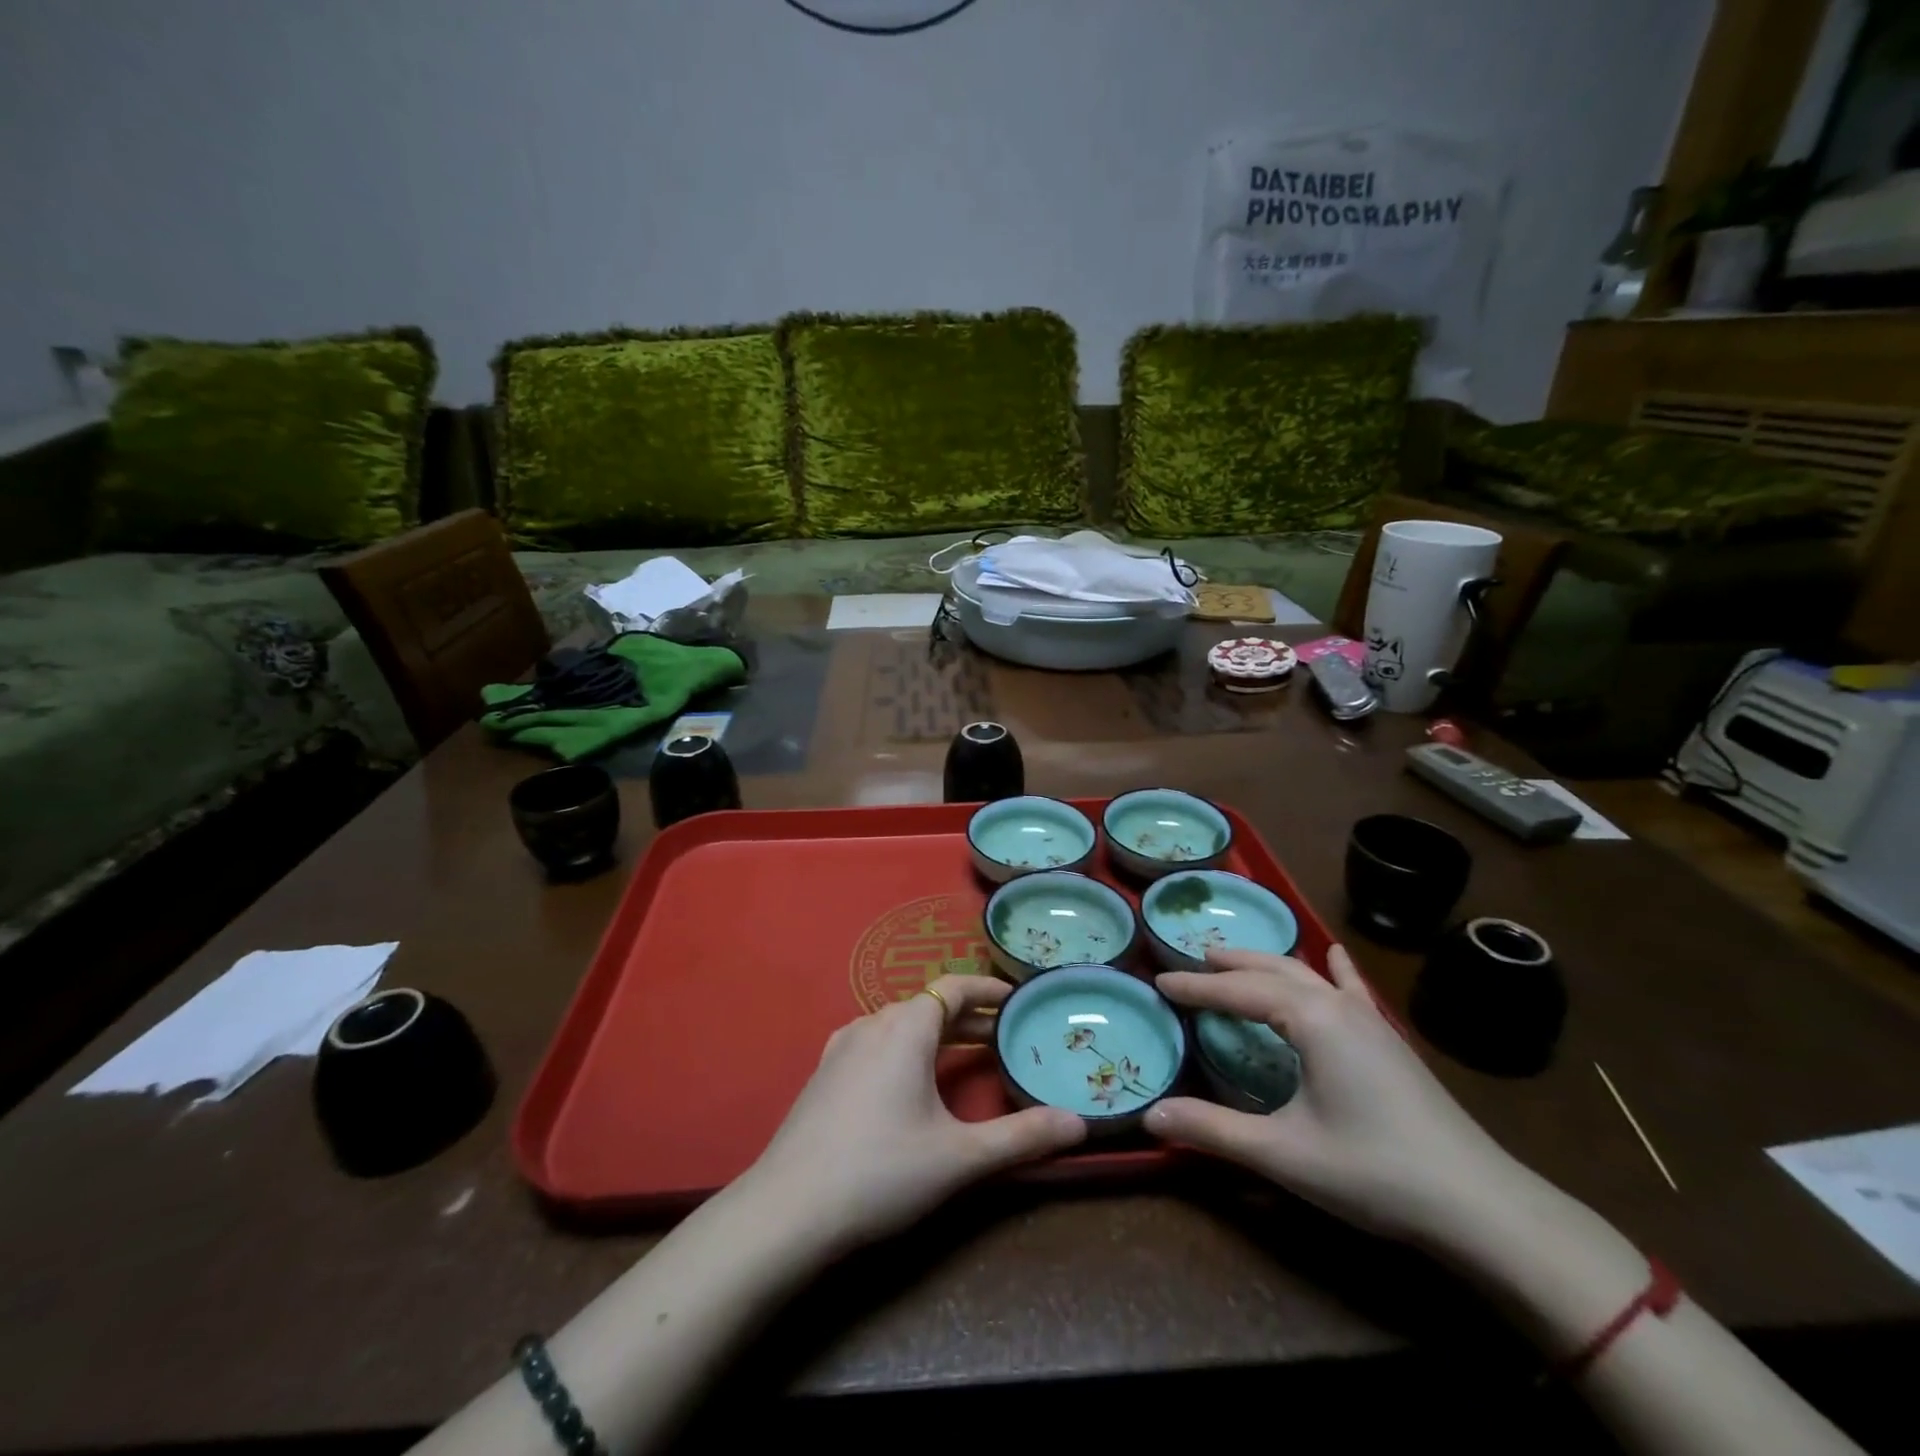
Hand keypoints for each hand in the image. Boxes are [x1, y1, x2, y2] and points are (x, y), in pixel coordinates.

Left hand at [739, 975, 1086, 1255]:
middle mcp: (872, 1023)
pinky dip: (906, 1049)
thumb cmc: (881, 1172)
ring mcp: (842, 1047)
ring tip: (966, 1059)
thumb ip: (1022, 1137)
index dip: (988, 990)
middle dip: (969, 1018)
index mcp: (905, 1027)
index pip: (954, 987)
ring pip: (900, 1025)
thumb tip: (1080, 1125)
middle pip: (929, 1006)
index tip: (1017, 1001)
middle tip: (1005, 1039)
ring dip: (937, 1034)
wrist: (787, 1211)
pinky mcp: (824, 1074)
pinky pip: (876, 1043)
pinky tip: (910, 1083)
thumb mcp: (960, 1157)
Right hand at [1146, 946, 1524, 1244]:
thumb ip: (1213, 1130)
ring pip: (1307, 974)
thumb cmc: (1373, 1171)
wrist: (1480, 1205)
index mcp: (1310, 1019)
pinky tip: (1335, 954)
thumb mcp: (1283, 1153)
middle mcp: (1337, 1005)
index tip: (1159, 981)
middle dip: (1230, 964)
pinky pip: (1352, 989)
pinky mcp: (1390, 1040)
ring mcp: (1370, 1019)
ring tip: (1236, 959)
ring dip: (1267, 964)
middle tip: (1192, 961)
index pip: (1238, 991)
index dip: (1196, 987)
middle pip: (1272, 970)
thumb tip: (1150, 1116)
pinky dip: (1333, 968)